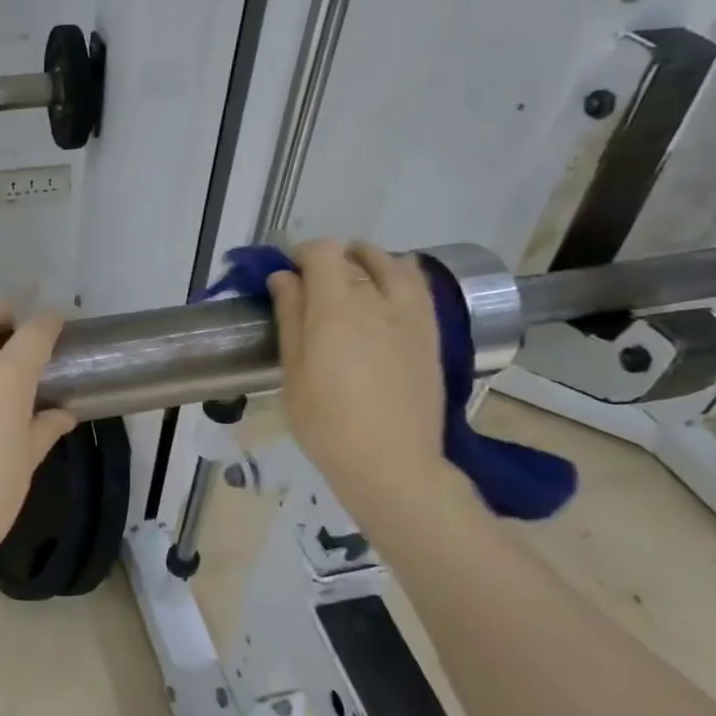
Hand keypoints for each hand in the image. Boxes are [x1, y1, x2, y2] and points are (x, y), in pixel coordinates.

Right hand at [267, 240, 448, 515]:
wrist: (392, 463)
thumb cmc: (327, 423)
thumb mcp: (293, 372)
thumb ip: (290, 317)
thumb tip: (284, 277)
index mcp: (336, 309)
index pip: (324, 252)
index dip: (303, 253)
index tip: (289, 274)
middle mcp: (378, 301)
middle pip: (356, 255)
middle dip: (332, 259)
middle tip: (315, 284)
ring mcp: (411, 316)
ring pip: (394, 264)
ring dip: (370, 261)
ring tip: (355, 280)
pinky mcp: (431, 334)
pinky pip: (419, 287)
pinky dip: (400, 277)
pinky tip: (388, 295)